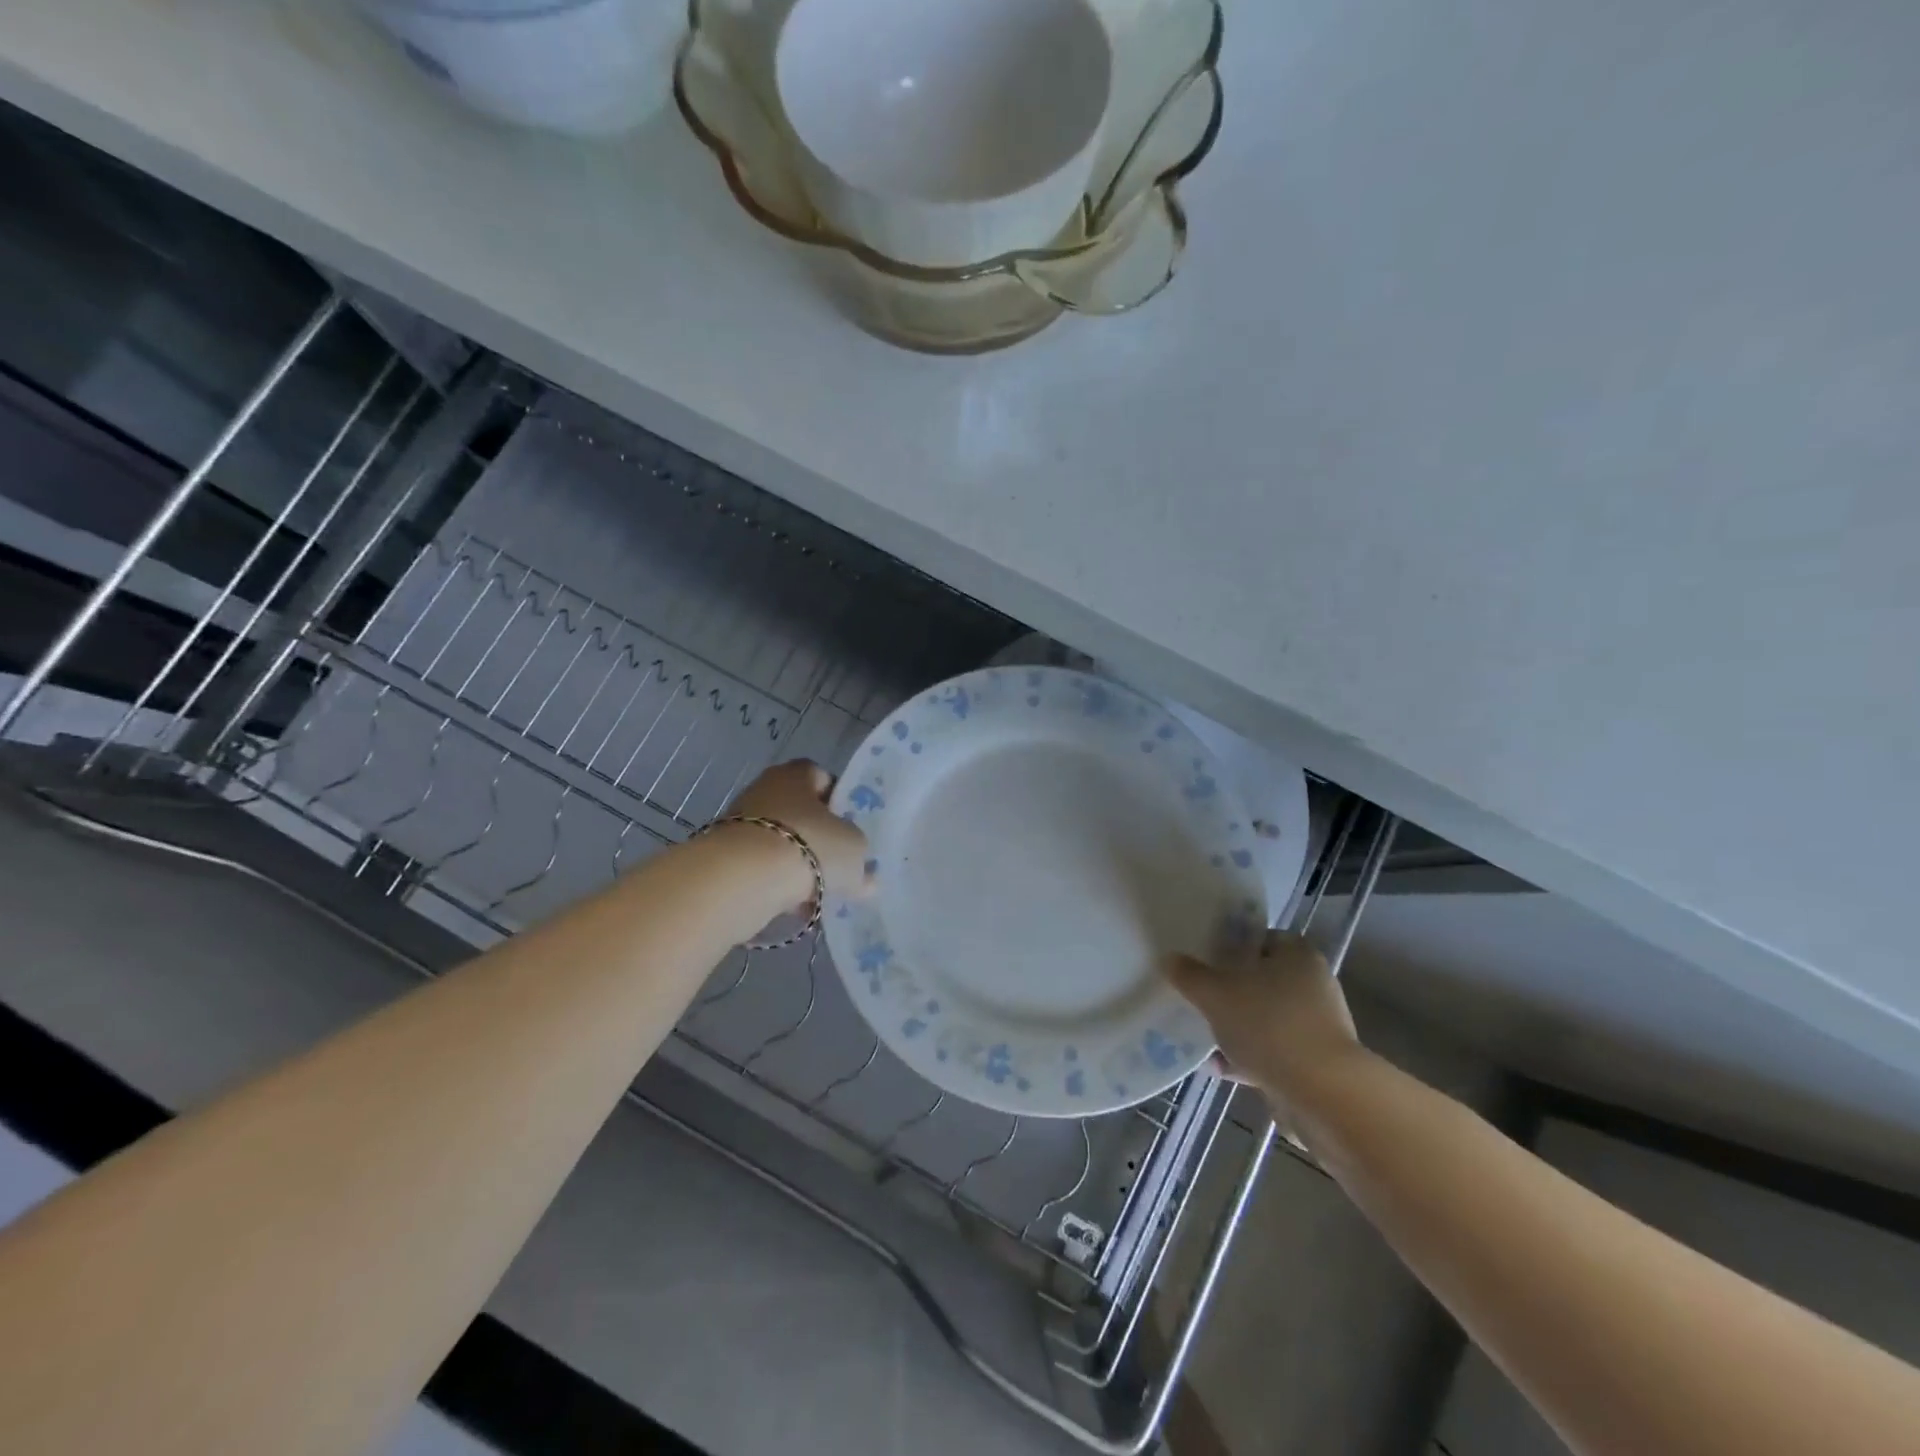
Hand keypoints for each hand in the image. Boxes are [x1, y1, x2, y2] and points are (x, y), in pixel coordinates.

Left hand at [720, 761, 871, 903]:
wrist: (743, 878)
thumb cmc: (808, 845)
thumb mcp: (853, 851)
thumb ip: (861, 861)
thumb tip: (865, 878)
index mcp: (796, 774)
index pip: (823, 778)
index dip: (839, 802)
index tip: (851, 829)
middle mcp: (765, 789)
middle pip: (800, 813)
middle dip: (818, 840)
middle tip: (837, 865)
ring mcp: (740, 821)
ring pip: (781, 843)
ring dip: (797, 865)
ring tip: (816, 893)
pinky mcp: (725, 854)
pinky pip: (761, 867)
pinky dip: (776, 883)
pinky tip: (791, 905)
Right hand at [1166, 931, 1365, 1105]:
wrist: (1321, 1093)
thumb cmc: (1268, 1025)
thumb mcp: (1215, 994)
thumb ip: (1189, 975)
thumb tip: (1169, 959)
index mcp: (1297, 955)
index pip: (1262, 938)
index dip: (1232, 946)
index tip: (1205, 959)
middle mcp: (1314, 985)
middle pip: (1263, 979)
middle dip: (1231, 991)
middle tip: (1201, 997)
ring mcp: (1318, 1026)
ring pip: (1267, 1018)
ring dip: (1238, 1028)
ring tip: (1205, 1038)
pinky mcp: (1317, 1063)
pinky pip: (1275, 1051)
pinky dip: (1250, 1058)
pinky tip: (1221, 1069)